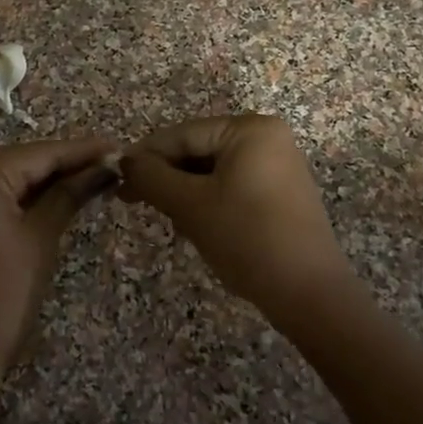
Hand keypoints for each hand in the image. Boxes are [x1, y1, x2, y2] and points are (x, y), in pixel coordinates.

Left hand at [0, 137, 119, 400]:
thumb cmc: (0, 298)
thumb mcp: (39, 242)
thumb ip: (69, 195)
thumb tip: (104, 168)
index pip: (41, 153)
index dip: (82, 150)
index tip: (119, 146)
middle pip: (23, 161)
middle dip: (66, 164)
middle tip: (112, 164)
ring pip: (8, 178)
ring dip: (47, 180)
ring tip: (94, 178)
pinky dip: (24, 197)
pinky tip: (57, 197)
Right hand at [119, 114, 356, 318]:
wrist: (308, 294)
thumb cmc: (246, 238)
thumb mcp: (190, 205)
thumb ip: (151, 177)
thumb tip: (122, 160)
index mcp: (250, 129)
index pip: (182, 134)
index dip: (145, 157)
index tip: (115, 179)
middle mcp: (267, 138)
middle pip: (197, 149)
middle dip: (166, 176)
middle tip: (131, 201)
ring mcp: (277, 166)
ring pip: (211, 170)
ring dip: (183, 191)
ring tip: (164, 217)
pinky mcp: (279, 193)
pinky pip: (231, 185)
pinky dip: (207, 200)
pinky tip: (193, 223)